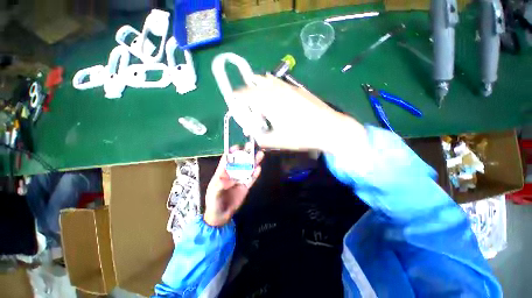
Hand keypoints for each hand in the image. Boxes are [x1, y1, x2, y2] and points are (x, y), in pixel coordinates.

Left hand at [204, 145, 264, 226]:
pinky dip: (255, 174)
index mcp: (222, 173)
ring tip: (260, 154)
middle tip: (251, 147)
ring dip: (253, 162)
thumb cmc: (213, 202)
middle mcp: (232, 174)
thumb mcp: (213, 193)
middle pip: (240, 162)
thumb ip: (220, 185)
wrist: (220, 216)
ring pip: (248, 169)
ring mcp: (240, 180)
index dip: (231, 152)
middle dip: (245, 154)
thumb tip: (230, 179)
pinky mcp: (245, 187)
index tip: (237, 147)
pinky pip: (251, 179)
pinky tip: (259, 168)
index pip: (227, 160)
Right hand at [236, 74, 366, 152]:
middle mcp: (277, 90)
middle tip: (249, 104)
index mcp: (269, 102)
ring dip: (259, 87)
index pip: (246, 93)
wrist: (330, 128)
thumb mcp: (279, 141)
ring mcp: (289, 87)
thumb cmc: (303, 135)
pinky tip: (276, 97)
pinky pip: (279, 83)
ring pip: (267, 80)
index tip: (235, 103)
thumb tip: (253, 136)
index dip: (237, 97)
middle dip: (248, 92)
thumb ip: (262, 139)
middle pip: (255, 83)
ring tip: (261, 100)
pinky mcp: (298, 89)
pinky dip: (271, 86)